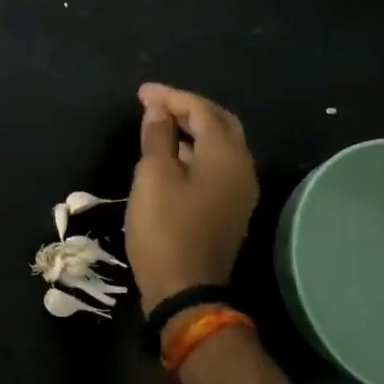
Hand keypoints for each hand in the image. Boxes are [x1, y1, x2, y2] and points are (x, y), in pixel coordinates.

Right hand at [126, 84, 258, 311]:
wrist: (186, 290)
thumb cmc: (165, 228)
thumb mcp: (153, 176)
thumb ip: (158, 136)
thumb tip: (158, 108)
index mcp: (226, 155)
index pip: (202, 110)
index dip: (171, 97)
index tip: (141, 92)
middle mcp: (242, 168)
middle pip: (220, 124)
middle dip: (189, 108)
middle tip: (156, 103)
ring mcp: (240, 192)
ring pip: (221, 146)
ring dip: (193, 130)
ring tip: (160, 124)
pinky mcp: (231, 210)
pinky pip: (217, 167)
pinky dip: (196, 152)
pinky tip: (173, 156)